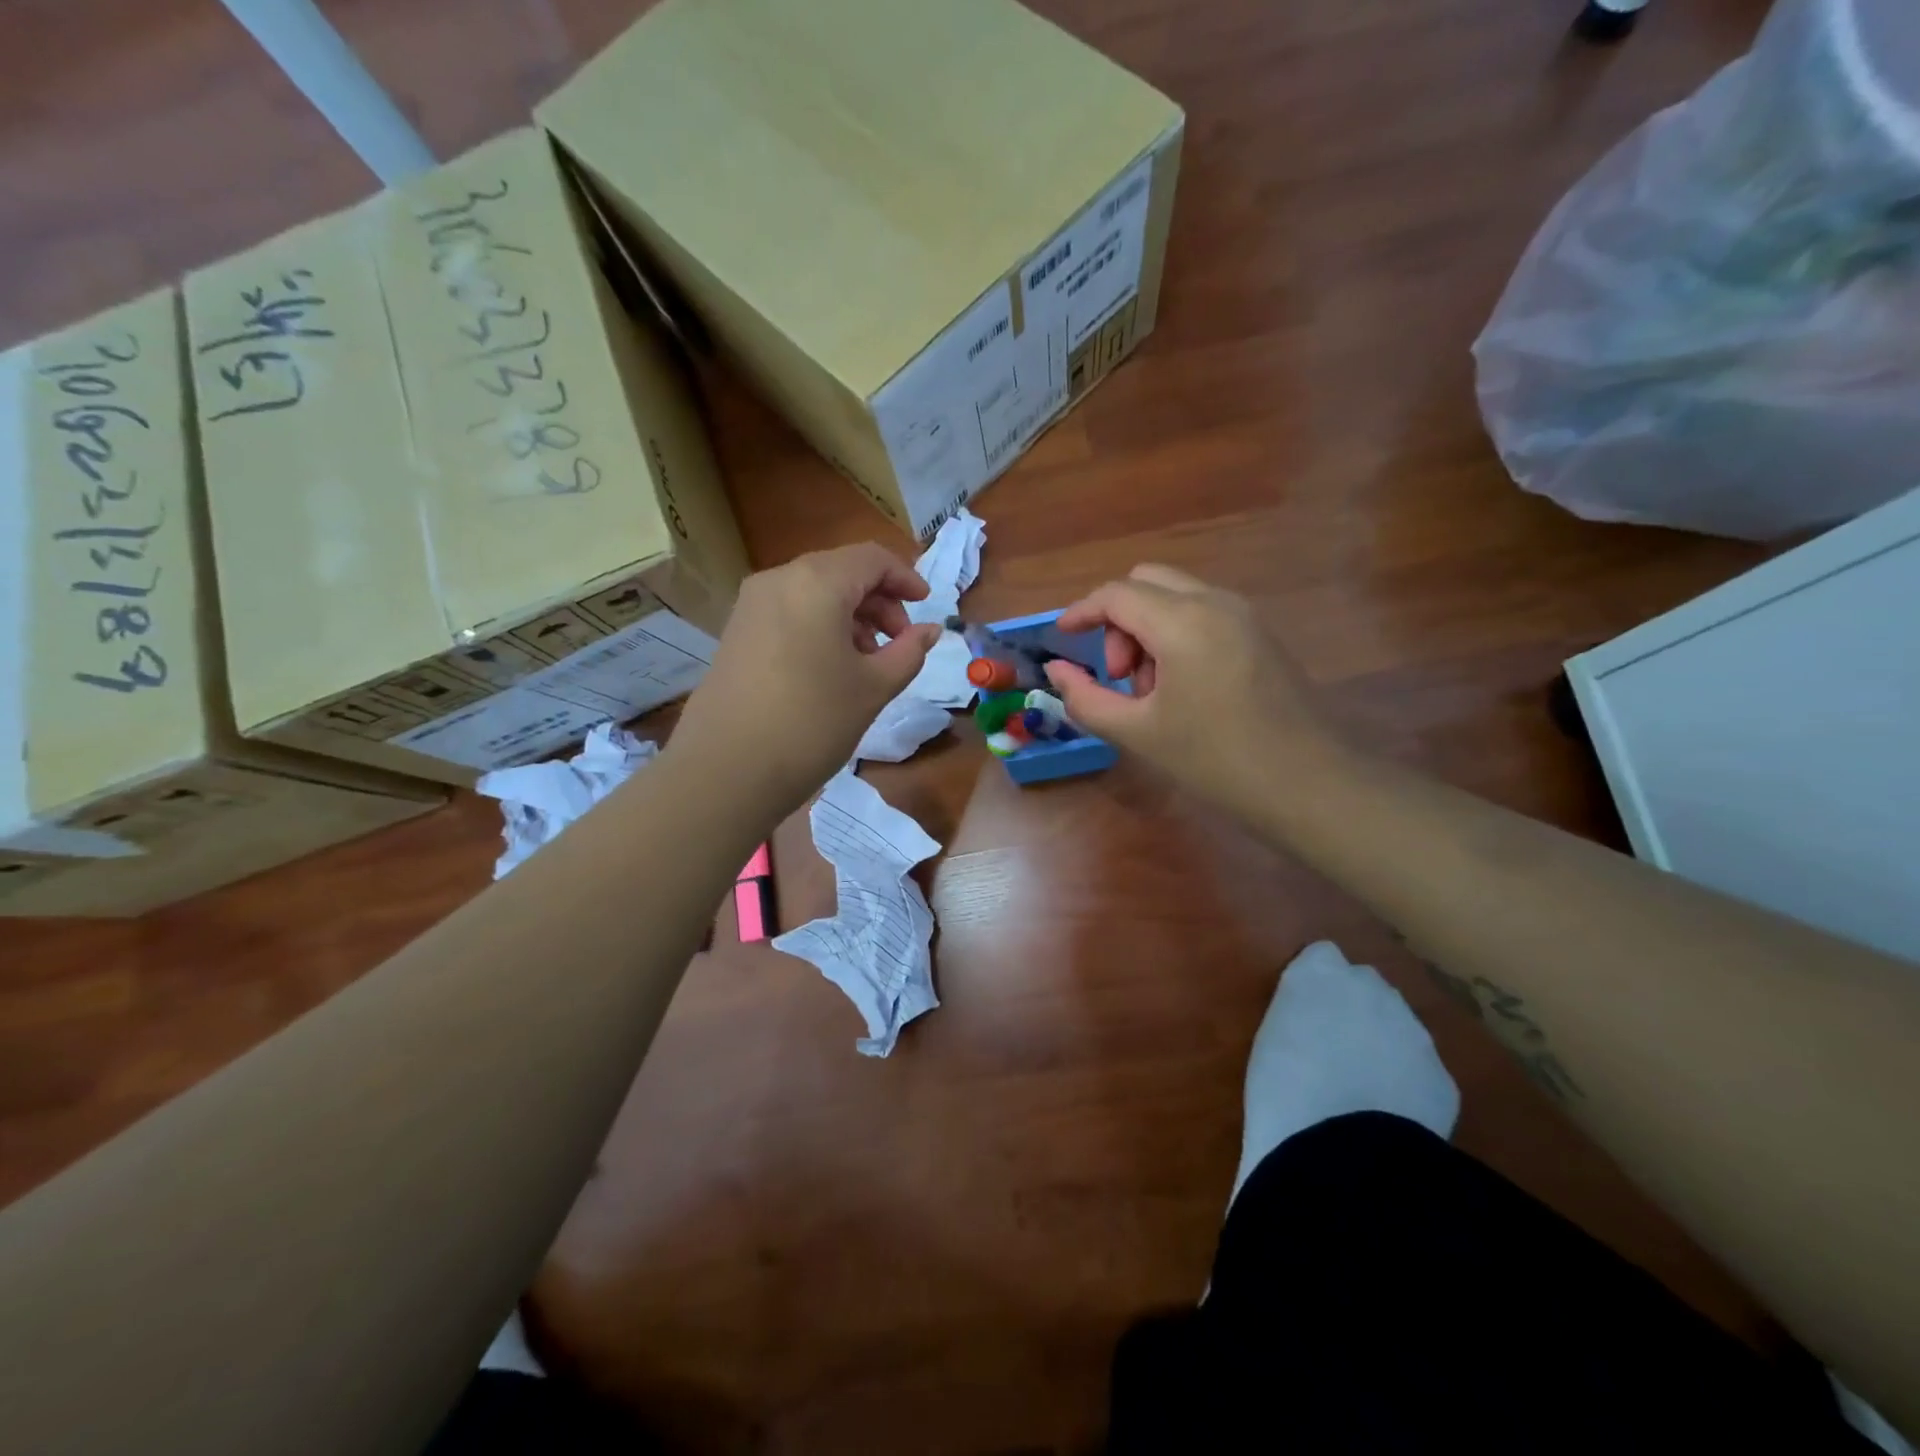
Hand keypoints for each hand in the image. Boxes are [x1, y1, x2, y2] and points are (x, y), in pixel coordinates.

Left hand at [670, 544, 942, 813]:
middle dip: (879, 601)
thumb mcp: (874, 688)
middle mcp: (779, 579)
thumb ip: (909, 652)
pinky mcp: (737, 632)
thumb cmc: (813, 722)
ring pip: (814, 592)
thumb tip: (930, 630)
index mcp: (817, 582)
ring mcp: (751, 605)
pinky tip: (831, 668)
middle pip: (842, 571)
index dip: (906, 578)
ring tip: (868, 661)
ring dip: (851, 615)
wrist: (727, 769)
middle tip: (899, 642)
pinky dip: (820, 626)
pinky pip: (790, 611)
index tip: (926, 609)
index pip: (872, 559)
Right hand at [1043, 565, 1348, 810]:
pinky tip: (1182, 687)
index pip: (1116, 594)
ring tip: (1151, 691)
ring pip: (1175, 596)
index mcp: (1182, 623)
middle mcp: (1214, 602)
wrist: (1307, 783)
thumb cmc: (1215, 760)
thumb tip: (1056, 670)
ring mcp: (1243, 614)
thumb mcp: (1137, 734)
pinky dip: (1176, 633)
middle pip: (1146, 582)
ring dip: (1147, 629)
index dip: (1081, 612)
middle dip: (1118, 621)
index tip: (1061, 639)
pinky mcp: (1260, 632)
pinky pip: (1202, 612)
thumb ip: (1085, 698)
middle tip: (1119, 676)